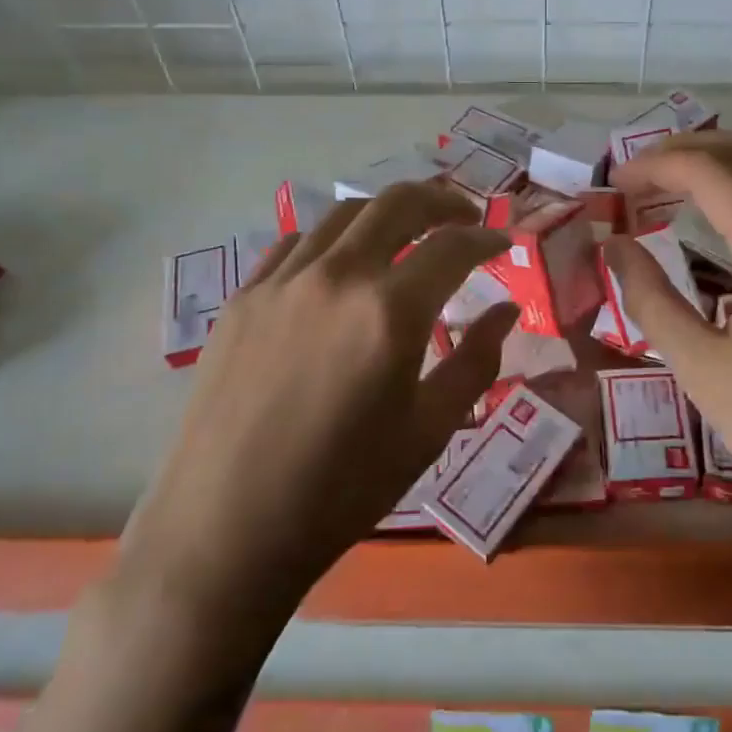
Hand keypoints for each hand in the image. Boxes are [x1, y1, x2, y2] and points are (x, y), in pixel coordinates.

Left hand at [117, 183, 518, 627]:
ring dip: (387, 214)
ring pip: (345, 214)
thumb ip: (476, 361)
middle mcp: (337, 276)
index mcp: (390, 311)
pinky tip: (339, 265)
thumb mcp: (428, 431)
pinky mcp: (243, 298)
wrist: (226, 530)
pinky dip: (332, 238)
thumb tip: (506, 311)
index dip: (487, 238)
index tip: (504, 243)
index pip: (453, 246)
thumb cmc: (342, 489)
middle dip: (442, 201)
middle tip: (464, 217)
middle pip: (399, 204)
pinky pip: (295, 243)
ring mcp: (282, 281)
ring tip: (407, 234)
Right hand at [604, 132, 731, 541]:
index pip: (710, 170)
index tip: (612, 183)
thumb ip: (652, 299)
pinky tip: (729, 219)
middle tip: (636, 177)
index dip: (654, 165)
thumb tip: (616, 247)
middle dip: (686, 151)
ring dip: (723, 163)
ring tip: (672, 187)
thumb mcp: (706, 371)